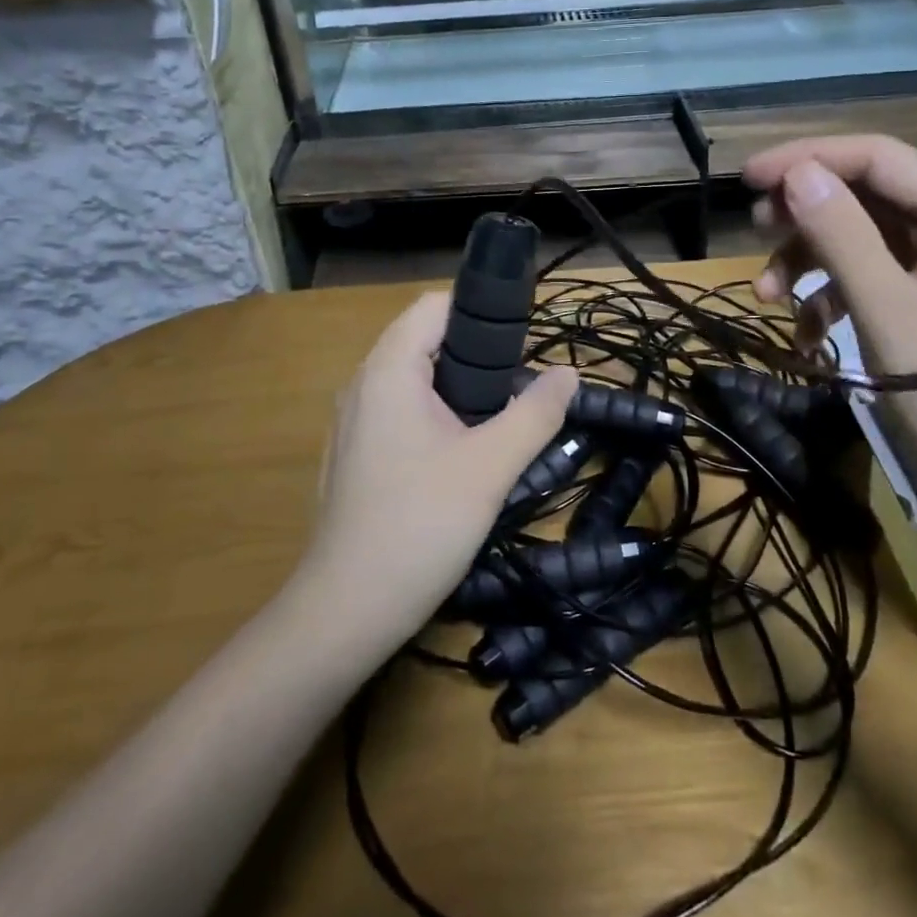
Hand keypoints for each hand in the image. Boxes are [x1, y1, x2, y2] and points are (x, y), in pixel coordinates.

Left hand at [301, 292, 577, 657]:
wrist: (346, 610)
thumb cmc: (420, 524)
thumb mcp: (491, 467)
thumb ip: (535, 413)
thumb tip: (570, 373)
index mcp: (388, 370)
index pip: (434, 306)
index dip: (481, 313)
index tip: (523, 344)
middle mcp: (362, 384)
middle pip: (423, 340)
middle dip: (476, 354)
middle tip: (519, 387)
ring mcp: (351, 421)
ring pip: (411, 380)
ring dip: (456, 387)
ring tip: (498, 419)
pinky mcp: (352, 454)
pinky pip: (397, 412)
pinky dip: (432, 415)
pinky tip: (458, 455)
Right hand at [744, 135, 916, 531]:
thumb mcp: (894, 321)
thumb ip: (845, 241)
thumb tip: (798, 176)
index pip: (877, 158)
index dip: (807, 158)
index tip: (747, 180)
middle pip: (868, 195)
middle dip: (804, 213)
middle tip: (755, 236)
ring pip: (864, 237)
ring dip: (811, 261)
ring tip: (768, 298)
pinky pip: (876, 277)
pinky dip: (834, 297)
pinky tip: (808, 336)